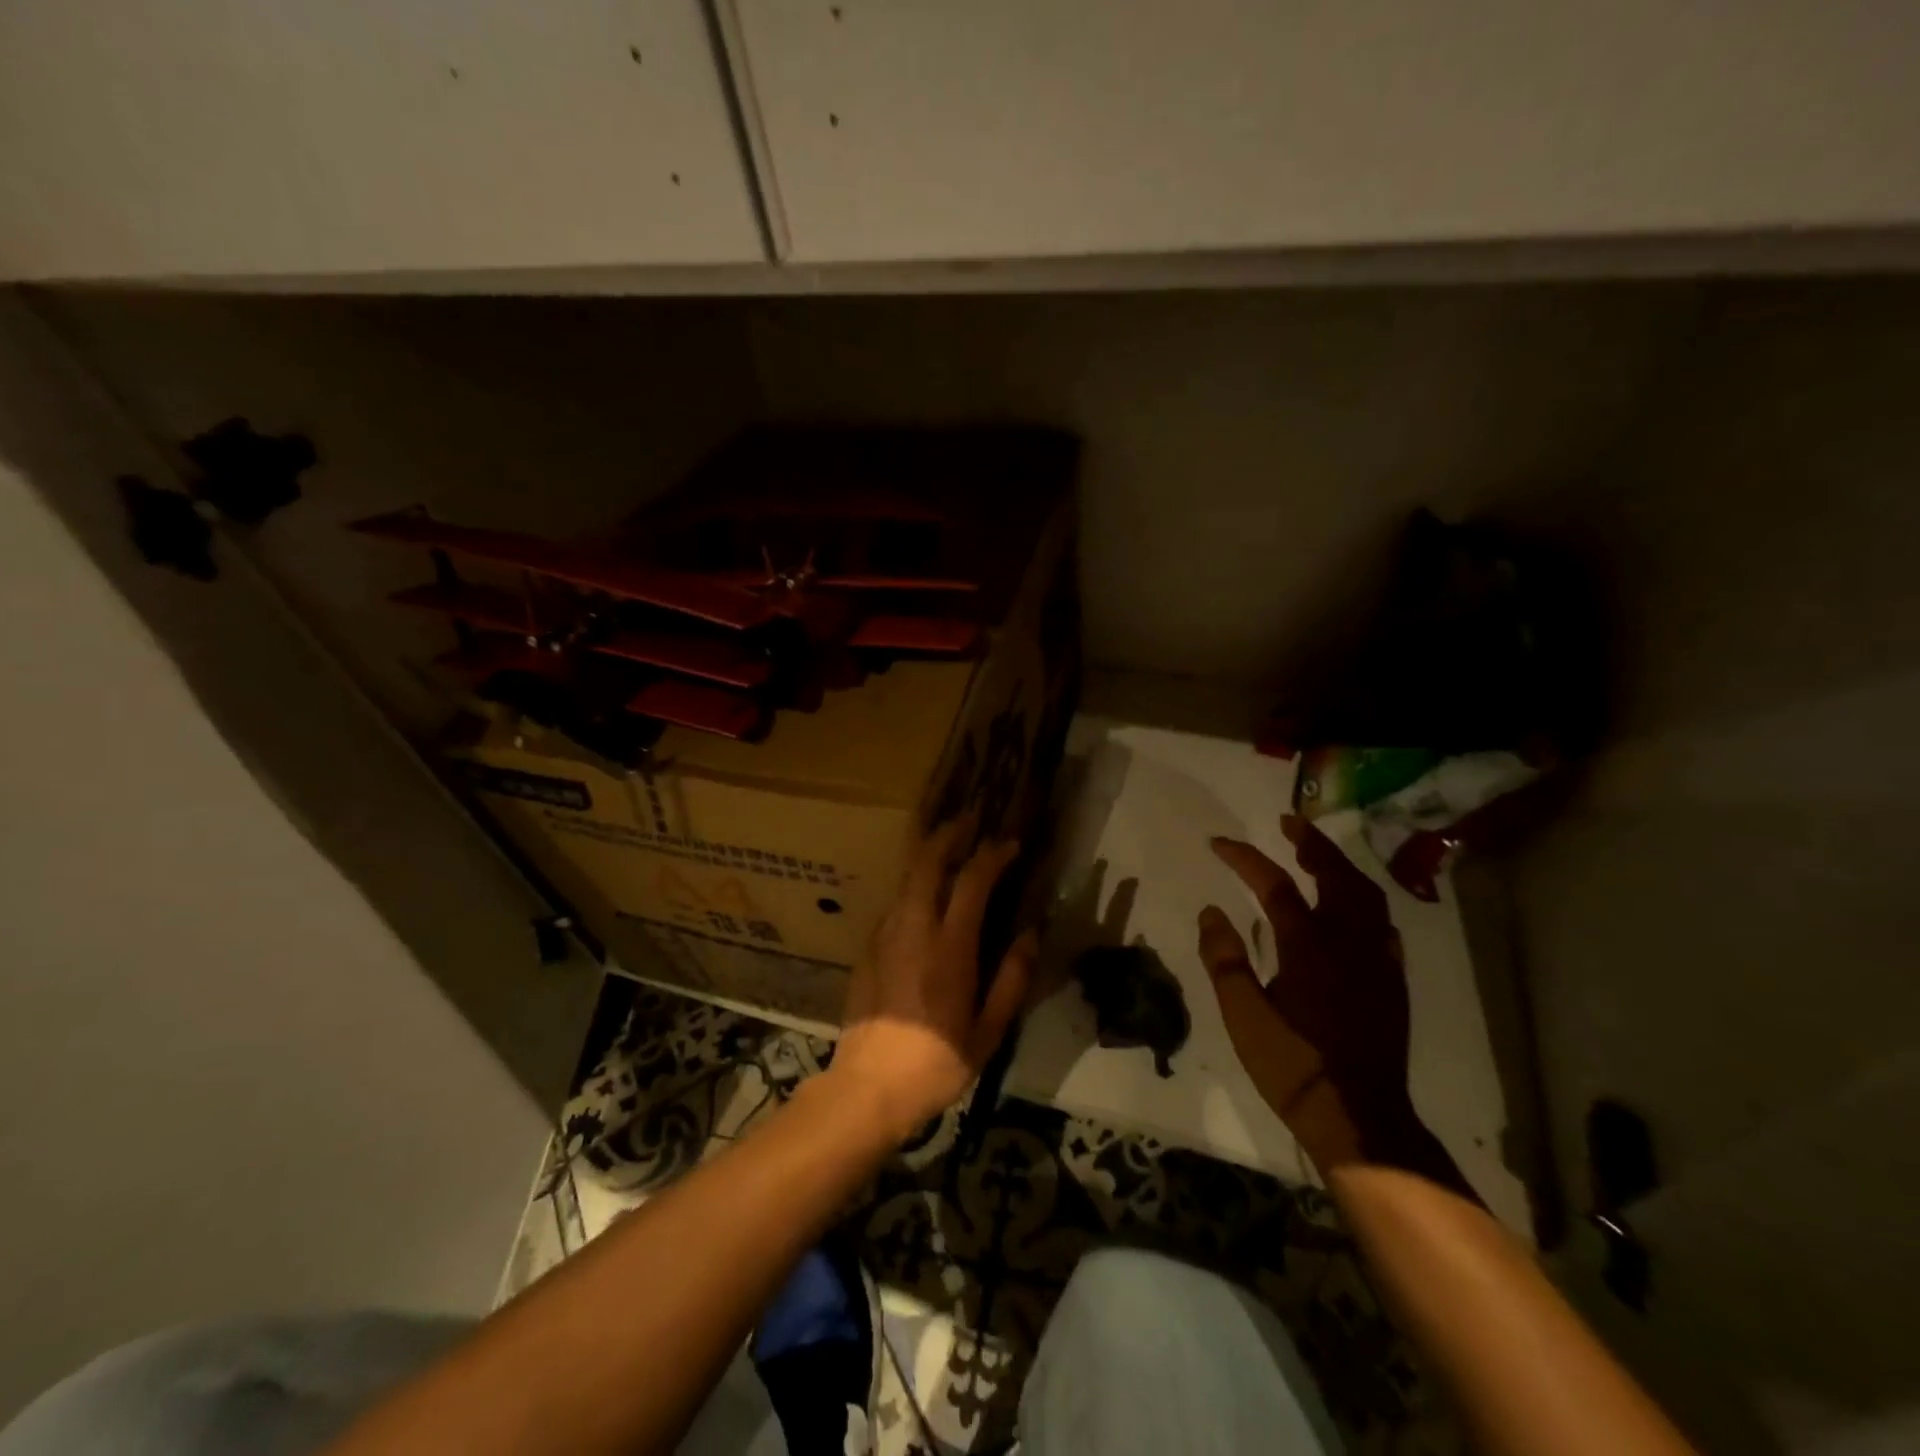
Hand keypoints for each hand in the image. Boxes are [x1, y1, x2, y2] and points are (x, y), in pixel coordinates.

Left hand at [829, 816, 1037, 1142]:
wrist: (869, 1086)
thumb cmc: (937, 1062)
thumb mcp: (989, 1030)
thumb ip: (1012, 978)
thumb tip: (1032, 934)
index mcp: (949, 947)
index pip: (972, 882)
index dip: (992, 855)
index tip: (1010, 843)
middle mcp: (914, 929)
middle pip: (927, 863)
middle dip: (949, 834)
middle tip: (970, 819)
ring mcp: (885, 935)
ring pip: (906, 878)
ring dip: (928, 854)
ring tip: (949, 844)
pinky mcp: (868, 948)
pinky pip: (895, 903)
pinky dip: (914, 885)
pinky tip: (925, 894)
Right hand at [1198, 815, 1429, 1173]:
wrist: (1360, 1117)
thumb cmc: (1293, 1065)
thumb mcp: (1243, 1014)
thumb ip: (1224, 959)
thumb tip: (1212, 911)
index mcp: (1308, 945)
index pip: (1274, 884)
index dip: (1244, 858)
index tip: (1218, 843)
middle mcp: (1348, 941)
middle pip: (1335, 875)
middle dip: (1311, 844)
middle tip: (1289, 823)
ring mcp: (1377, 960)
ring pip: (1366, 896)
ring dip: (1340, 867)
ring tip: (1318, 857)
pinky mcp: (1392, 981)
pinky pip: (1383, 926)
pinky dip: (1364, 903)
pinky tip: (1354, 912)